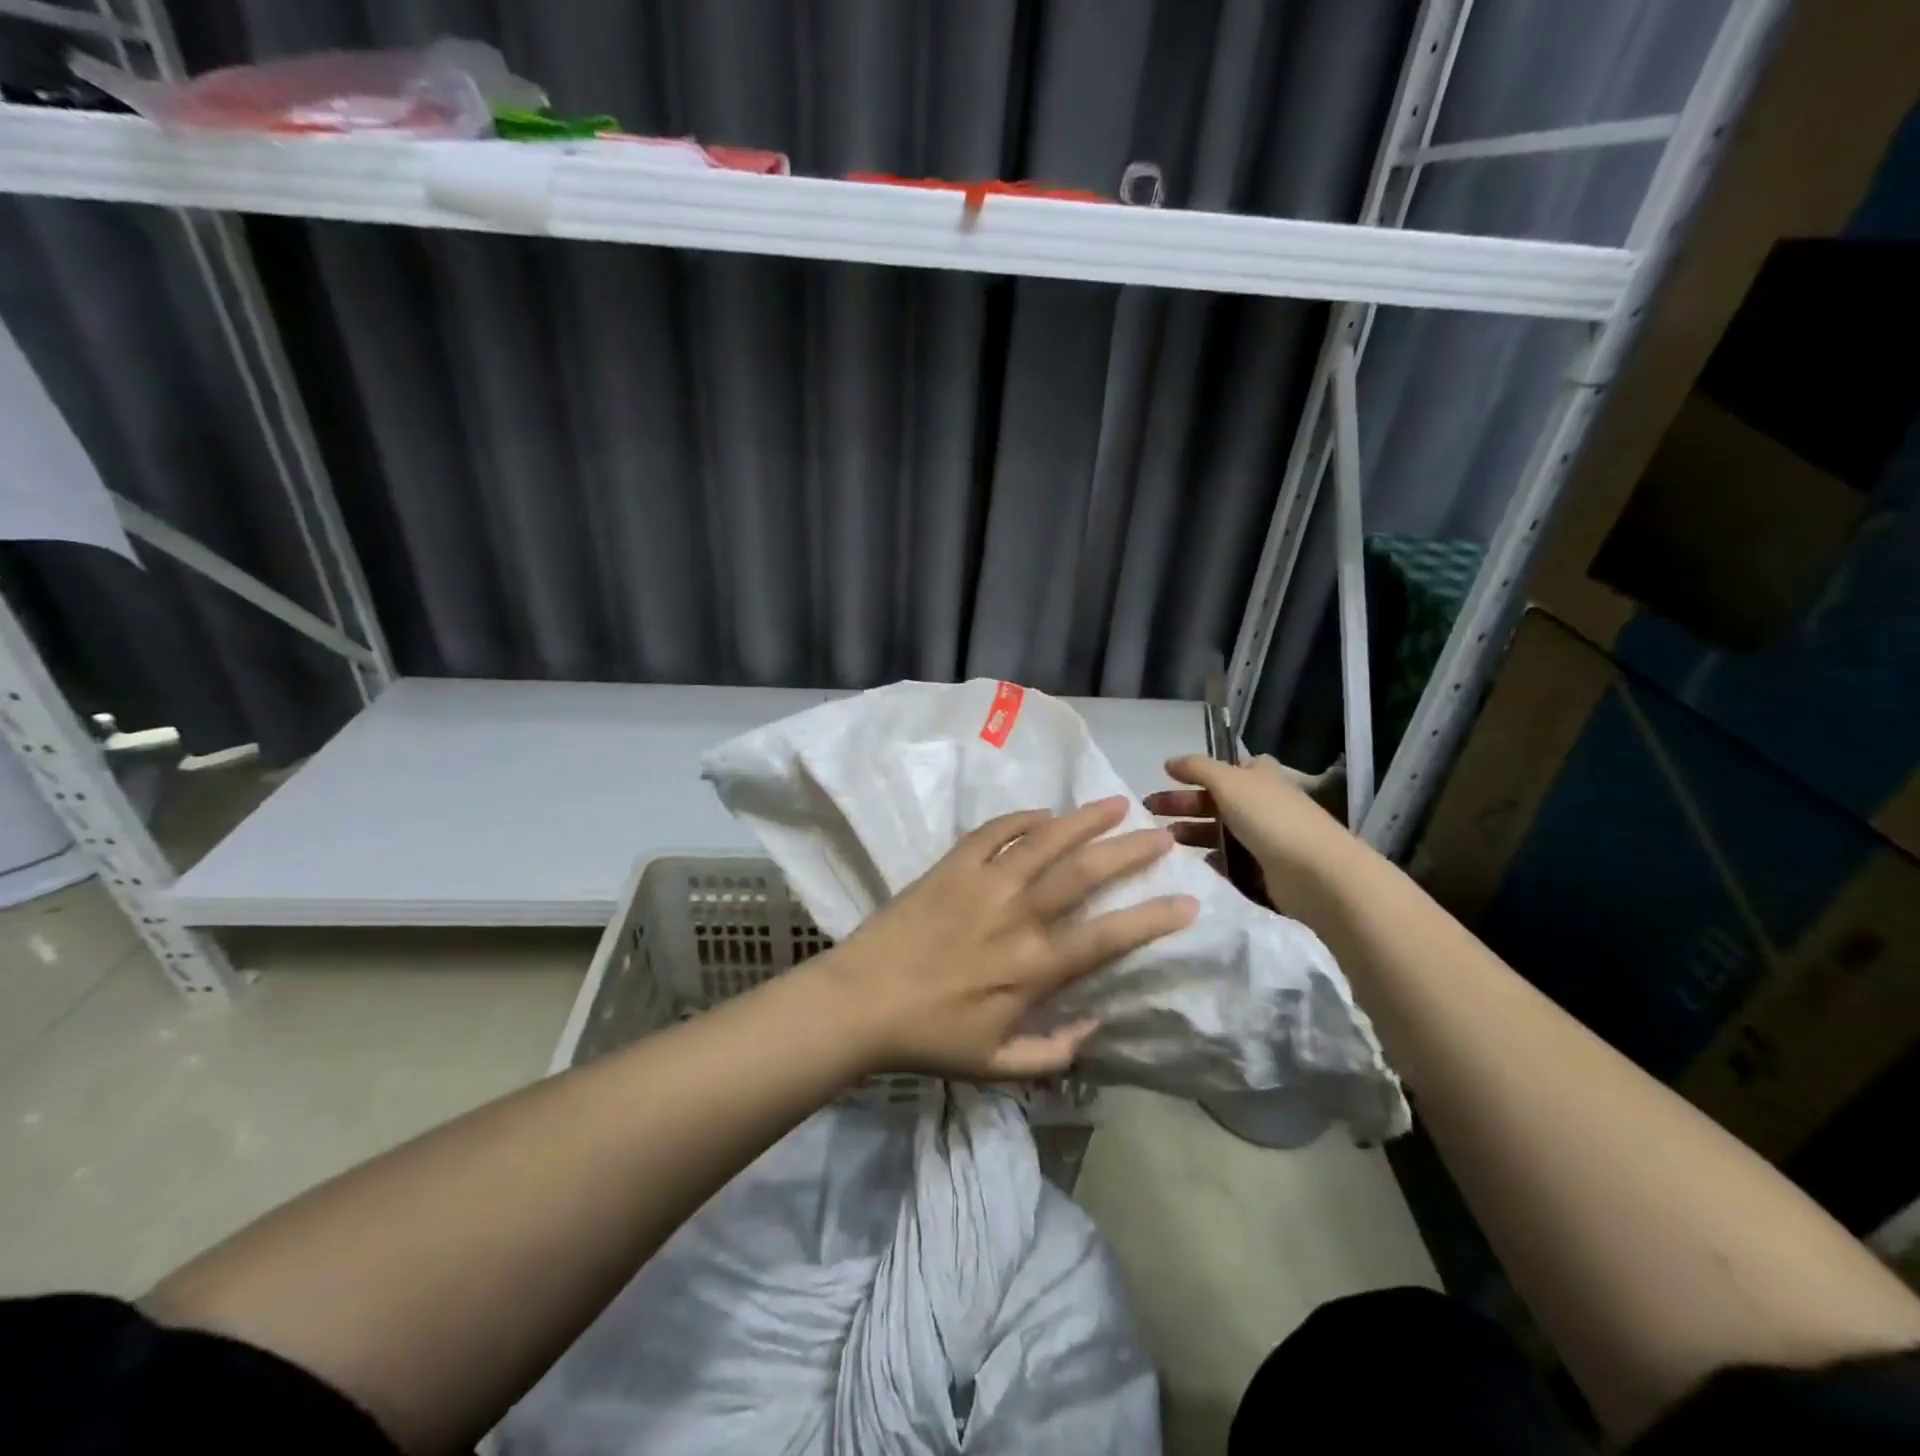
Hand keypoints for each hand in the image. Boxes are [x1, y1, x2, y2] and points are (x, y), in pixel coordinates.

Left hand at [815, 797, 1197, 1080]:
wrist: (860, 1002)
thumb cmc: (929, 1037)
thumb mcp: (997, 1066)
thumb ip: (1054, 1052)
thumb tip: (1098, 1023)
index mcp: (1032, 967)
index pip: (1107, 937)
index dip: (1151, 918)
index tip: (1187, 901)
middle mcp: (1016, 916)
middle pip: (1083, 874)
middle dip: (1129, 852)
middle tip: (1162, 834)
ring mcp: (983, 884)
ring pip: (1044, 841)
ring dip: (1084, 820)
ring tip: (1117, 804)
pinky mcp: (951, 866)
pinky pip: (994, 831)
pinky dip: (1022, 818)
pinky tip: (1044, 812)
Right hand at [1144, 754, 1368, 910]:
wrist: (1315, 874)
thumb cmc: (1271, 818)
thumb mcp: (1229, 781)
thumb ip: (1197, 768)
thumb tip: (1169, 761)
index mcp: (1259, 776)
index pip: (1224, 768)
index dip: (1196, 773)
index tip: (1166, 780)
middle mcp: (1262, 803)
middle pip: (1214, 801)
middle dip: (1182, 806)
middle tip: (1149, 816)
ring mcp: (1264, 838)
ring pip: (1218, 832)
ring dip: (1190, 835)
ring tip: (1163, 843)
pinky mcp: (1263, 870)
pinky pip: (1227, 861)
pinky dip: (1207, 861)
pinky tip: (1188, 865)